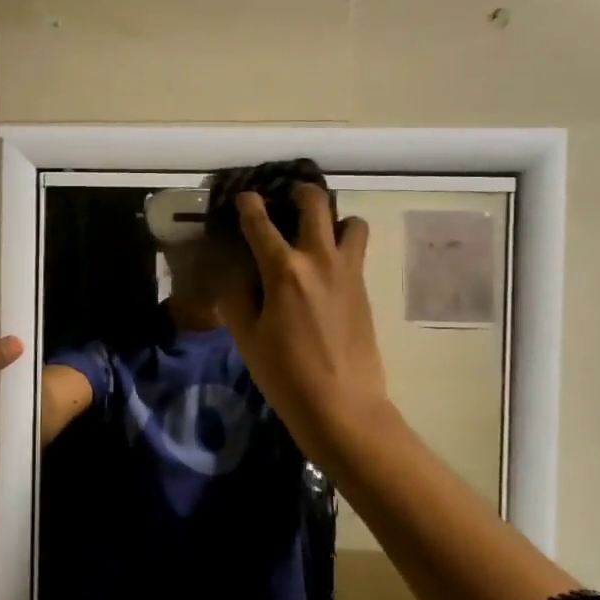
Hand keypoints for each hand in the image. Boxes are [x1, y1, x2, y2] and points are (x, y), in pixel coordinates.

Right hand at [215, 186, 393, 464]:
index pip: (260, 223)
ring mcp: (348, 272)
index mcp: (284, 271)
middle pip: (315, 204)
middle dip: (298, 193)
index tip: (242, 197)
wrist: (343, 406)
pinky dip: (342, 244)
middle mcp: (319, 260)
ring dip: (332, 218)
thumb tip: (236, 272)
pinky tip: (324, 267)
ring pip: (351, 221)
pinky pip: (356, 250)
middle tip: (285, 200)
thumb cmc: (285, 374)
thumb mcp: (247, 337)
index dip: (247, 204)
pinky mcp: (364, 289)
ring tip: (315, 233)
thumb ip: (237, 297)